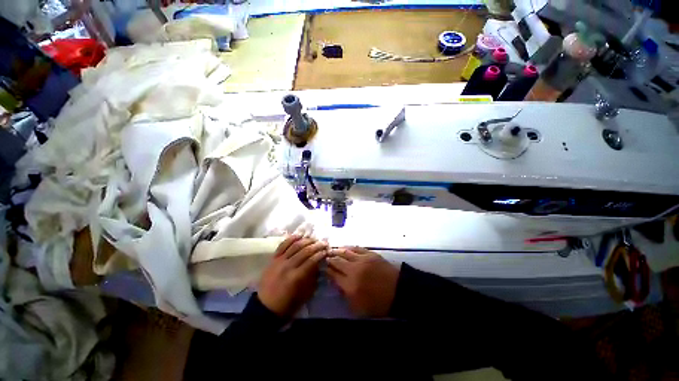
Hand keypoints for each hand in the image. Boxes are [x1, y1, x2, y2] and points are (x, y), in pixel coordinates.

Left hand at [258, 235, 327, 316]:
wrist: (265, 308)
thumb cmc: (288, 304)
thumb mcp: (305, 294)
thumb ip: (313, 277)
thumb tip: (319, 264)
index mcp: (297, 277)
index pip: (312, 260)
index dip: (321, 254)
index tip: (327, 250)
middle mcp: (288, 266)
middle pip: (305, 251)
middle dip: (316, 245)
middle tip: (323, 243)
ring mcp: (279, 261)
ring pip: (294, 246)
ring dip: (306, 240)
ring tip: (313, 239)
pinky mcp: (273, 259)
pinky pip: (283, 245)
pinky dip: (291, 239)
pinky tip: (299, 235)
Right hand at [326, 247, 399, 317]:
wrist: (398, 291)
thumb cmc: (378, 303)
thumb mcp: (359, 307)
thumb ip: (345, 295)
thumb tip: (336, 282)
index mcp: (350, 285)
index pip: (333, 275)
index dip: (327, 270)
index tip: (324, 268)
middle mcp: (354, 270)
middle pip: (337, 261)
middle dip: (329, 259)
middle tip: (325, 257)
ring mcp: (362, 260)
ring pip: (345, 252)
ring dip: (336, 251)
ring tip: (332, 250)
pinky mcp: (370, 254)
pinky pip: (356, 248)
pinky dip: (349, 247)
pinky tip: (345, 248)